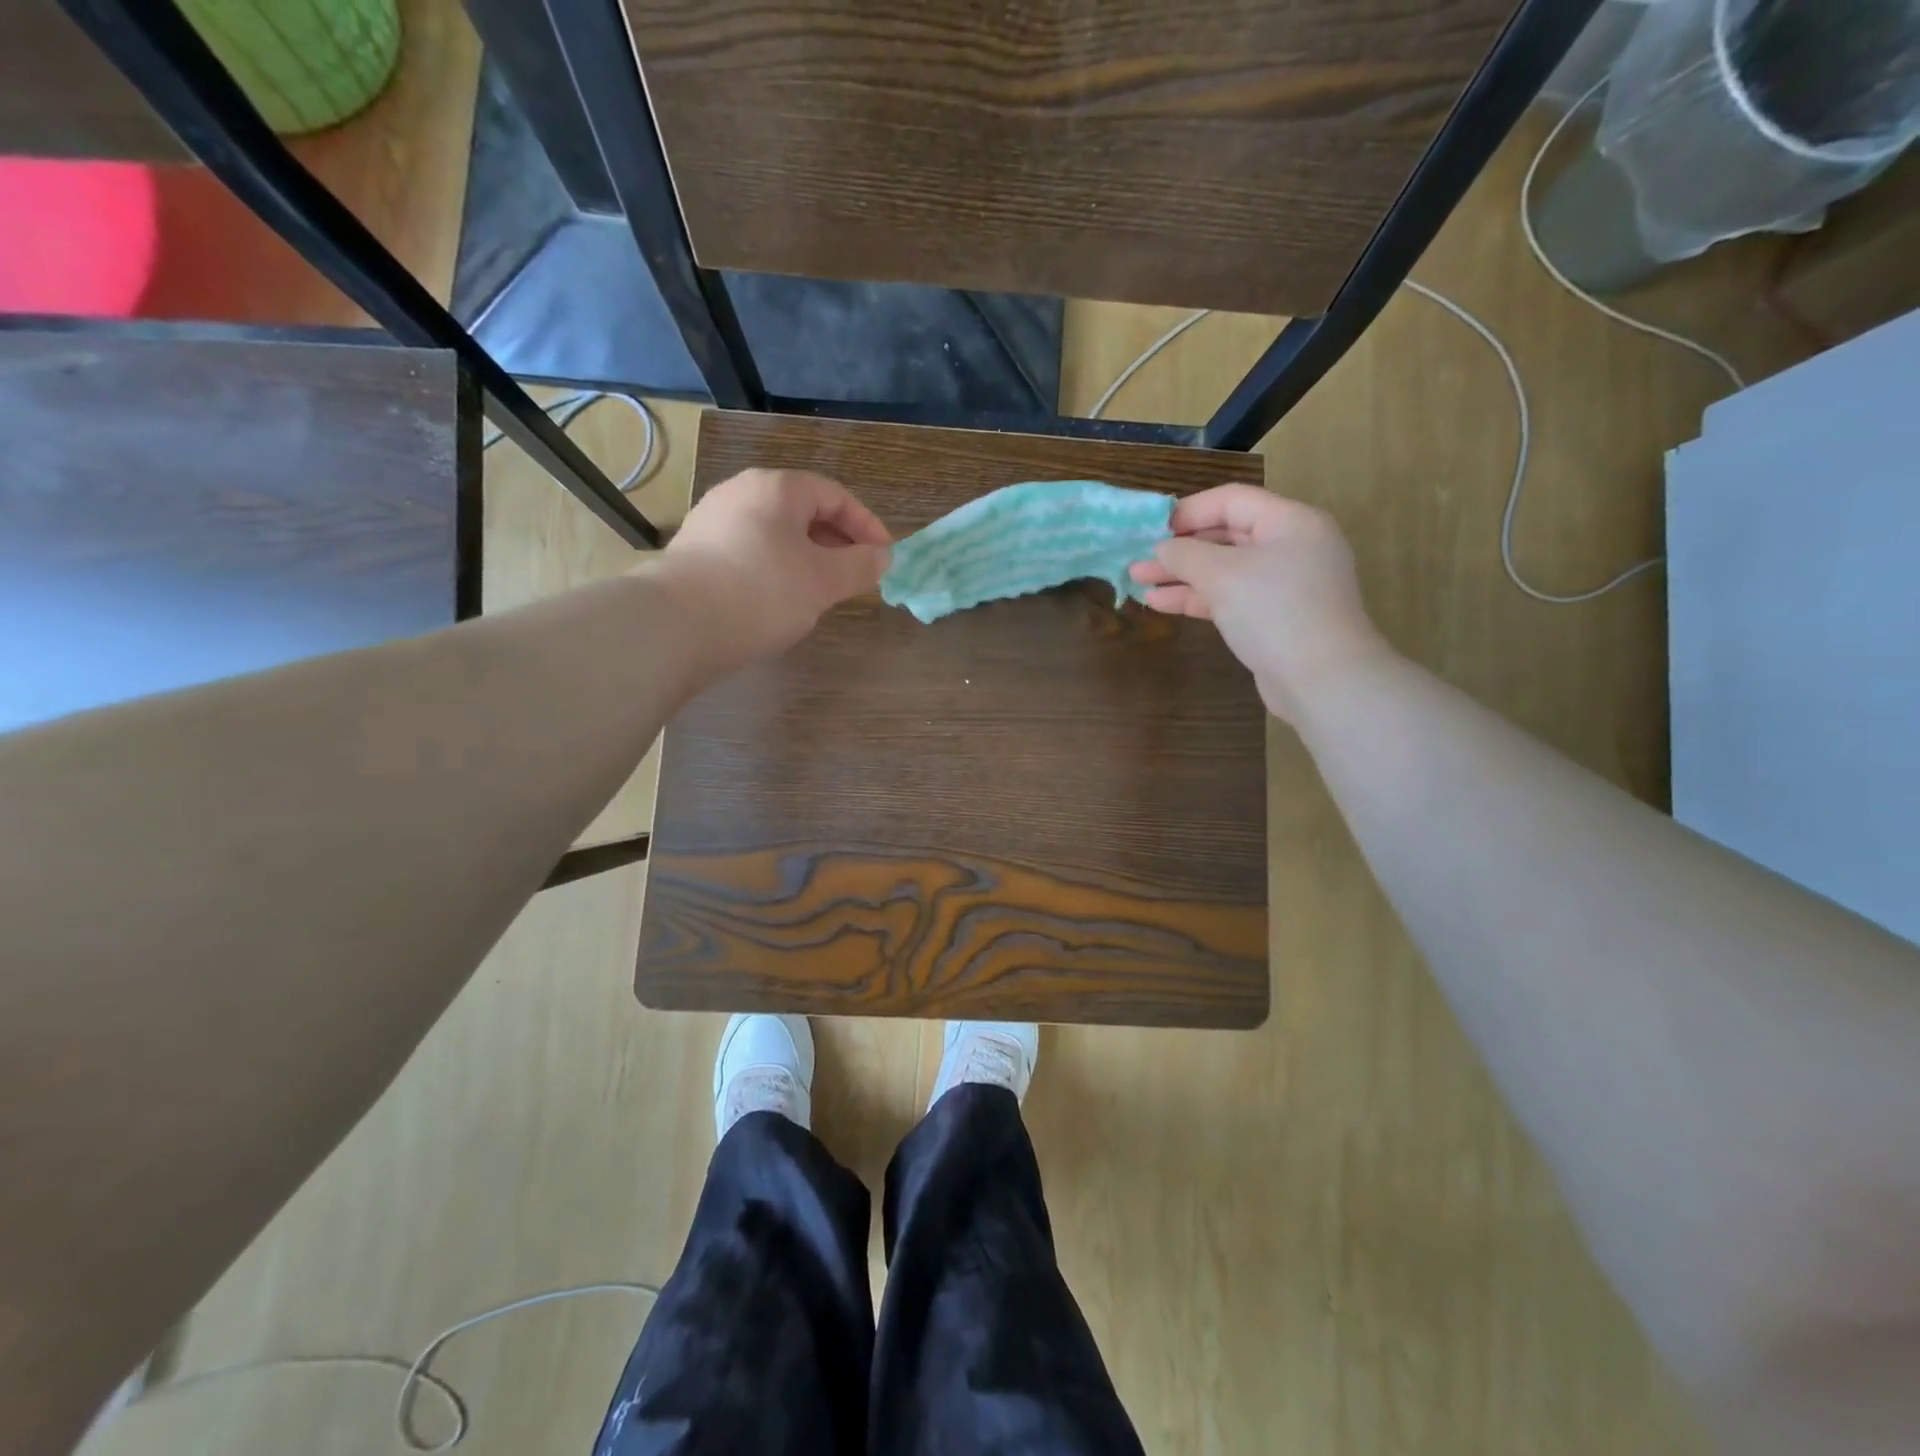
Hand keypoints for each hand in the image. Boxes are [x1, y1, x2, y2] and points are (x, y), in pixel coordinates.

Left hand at [662, 468, 891, 665]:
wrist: (676, 625)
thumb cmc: (762, 591)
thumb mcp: (823, 581)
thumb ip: (859, 566)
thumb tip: (882, 556)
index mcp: (777, 488)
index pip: (835, 495)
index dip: (867, 525)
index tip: (884, 558)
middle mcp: (741, 492)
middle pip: (803, 511)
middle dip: (836, 543)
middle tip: (855, 576)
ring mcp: (713, 521)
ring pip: (776, 533)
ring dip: (807, 558)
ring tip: (822, 591)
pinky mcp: (695, 552)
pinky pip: (751, 551)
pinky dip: (777, 569)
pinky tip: (780, 600)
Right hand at [1130, 484, 1386, 721]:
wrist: (1321, 679)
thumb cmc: (1274, 611)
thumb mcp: (1222, 574)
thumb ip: (1186, 554)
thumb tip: (1162, 548)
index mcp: (1290, 521)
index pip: (1231, 501)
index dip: (1188, 511)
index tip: (1149, 528)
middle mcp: (1291, 547)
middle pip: (1227, 535)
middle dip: (1180, 548)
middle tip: (1139, 557)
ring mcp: (1284, 585)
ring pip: (1224, 570)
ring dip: (1182, 575)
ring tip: (1138, 581)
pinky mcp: (1275, 618)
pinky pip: (1231, 597)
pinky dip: (1198, 598)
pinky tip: (1160, 603)